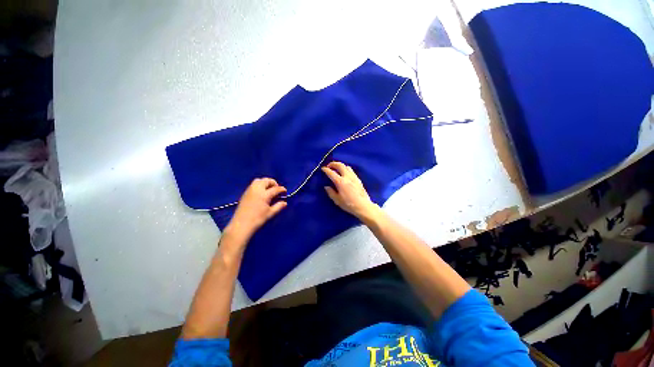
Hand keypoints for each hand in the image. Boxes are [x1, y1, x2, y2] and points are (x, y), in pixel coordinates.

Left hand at [225, 178, 286, 240]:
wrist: (241, 224)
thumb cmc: (258, 219)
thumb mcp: (270, 213)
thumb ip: (278, 206)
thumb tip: (285, 202)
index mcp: (265, 195)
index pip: (276, 189)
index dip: (282, 189)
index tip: (285, 191)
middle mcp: (257, 189)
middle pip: (266, 181)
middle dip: (273, 183)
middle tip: (277, 189)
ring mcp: (250, 190)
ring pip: (259, 180)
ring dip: (265, 182)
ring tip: (269, 189)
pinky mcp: (245, 193)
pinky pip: (253, 184)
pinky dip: (259, 185)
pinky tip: (261, 192)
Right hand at [321, 161, 378, 219]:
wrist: (363, 206)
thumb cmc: (349, 204)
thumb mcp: (337, 200)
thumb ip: (331, 192)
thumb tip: (326, 187)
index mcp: (340, 182)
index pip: (331, 173)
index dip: (326, 170)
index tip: (323, 169)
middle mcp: (347, 177)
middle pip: (340, 165)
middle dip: (333, 164)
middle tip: (329, 166)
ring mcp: (354, 177)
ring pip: (346, 166)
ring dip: (340, 166)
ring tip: (337, 169)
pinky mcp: (358, 179)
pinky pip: (351, 171)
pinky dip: (346, 169)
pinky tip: (345, 174)